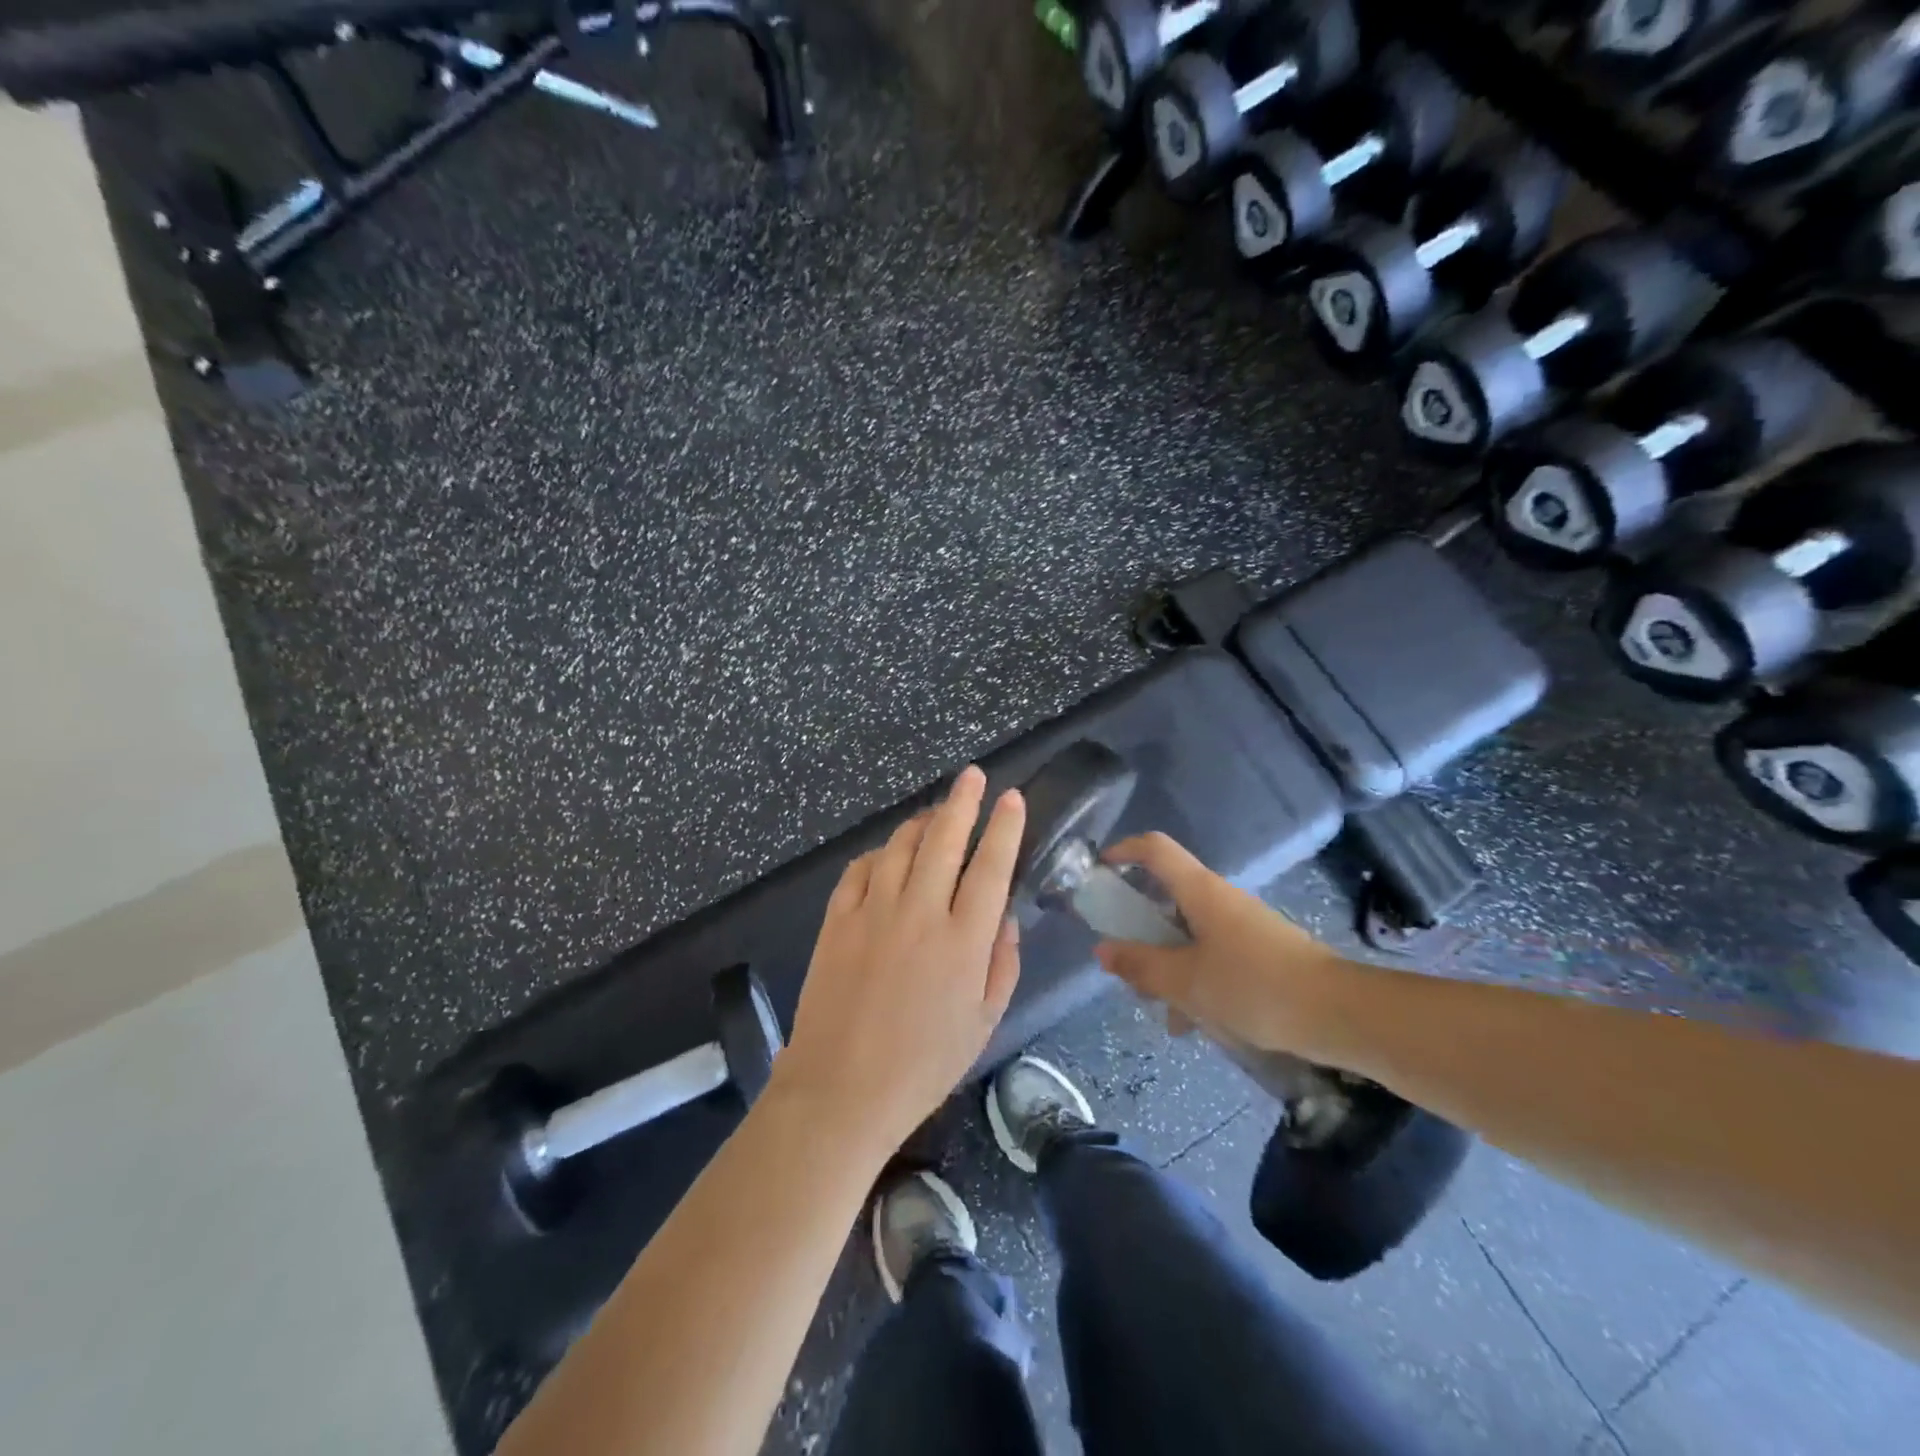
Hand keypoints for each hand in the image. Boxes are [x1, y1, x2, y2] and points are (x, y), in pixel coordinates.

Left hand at [775, 766, 1025, 1156]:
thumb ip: (1001, 964)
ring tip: (935, 811)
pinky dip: (878, 854)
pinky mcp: (838, 920)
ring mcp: (873, 911)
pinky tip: (887, 855)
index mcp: (963, 940)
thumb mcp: (983, 1023)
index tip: (1012, 798)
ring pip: (901, 846)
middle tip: (973, 775)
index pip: (991, 867)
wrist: (841, 1090)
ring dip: (921, 821)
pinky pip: (860, 870)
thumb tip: (1004, 918)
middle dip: (963, 801)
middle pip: (945, 839)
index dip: (1005, 827)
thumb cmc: (923, 1065)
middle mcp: (920, 913)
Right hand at [1094, 832, 1356, 1063]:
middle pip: (1168, 898)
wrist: (1340, 1014)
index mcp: (1200, 891)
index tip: (1100, 872)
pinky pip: (1215, 958)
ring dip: (1170, 968)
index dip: (1124, 851)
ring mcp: (1244, 927)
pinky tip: (1198, 1026)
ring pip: (1190, 936)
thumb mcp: (1186, 981)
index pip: (1155, 848)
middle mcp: (1221, 900)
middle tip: (1128, 967)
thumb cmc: (1254, 986)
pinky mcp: (1262, 954)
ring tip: (1165, 1014)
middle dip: (1142, 931)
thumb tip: (1102, 950)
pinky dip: (1198, 983)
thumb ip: (1141, 965)